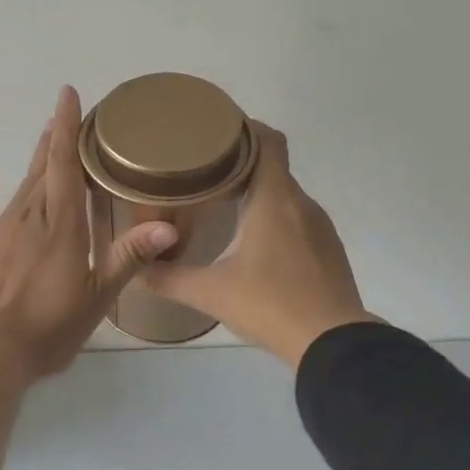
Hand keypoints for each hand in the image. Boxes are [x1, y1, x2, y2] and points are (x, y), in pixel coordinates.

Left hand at [0, 86, 177, 381]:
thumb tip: (168, 227)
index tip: (68, 95)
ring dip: (33, 160)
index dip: (68, 130)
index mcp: (63, 228)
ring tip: (43, 136)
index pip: (65, 167)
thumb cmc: (45, 330)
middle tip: (64, 114)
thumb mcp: (96, 299)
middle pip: (44, 170)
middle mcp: (30, 218)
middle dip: (55, 140)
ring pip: (20, 186)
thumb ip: (128, 258)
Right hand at [141, 124, 378, 367]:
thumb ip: (169, 278)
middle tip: (205, 171)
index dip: (245, 127)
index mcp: (274, 200)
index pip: (268, 141)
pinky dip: (277, 217)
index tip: (216, 130)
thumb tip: (137, 268)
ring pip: (286, 194)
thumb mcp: (211, 293)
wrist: (332, 342)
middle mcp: (301, 203)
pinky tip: (257, 242)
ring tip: (225, 204)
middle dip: (241, 163)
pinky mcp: (328, 249)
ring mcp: (320, 226)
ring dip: (260, 192)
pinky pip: (299, 218)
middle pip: (273, 166)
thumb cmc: (270, 305)